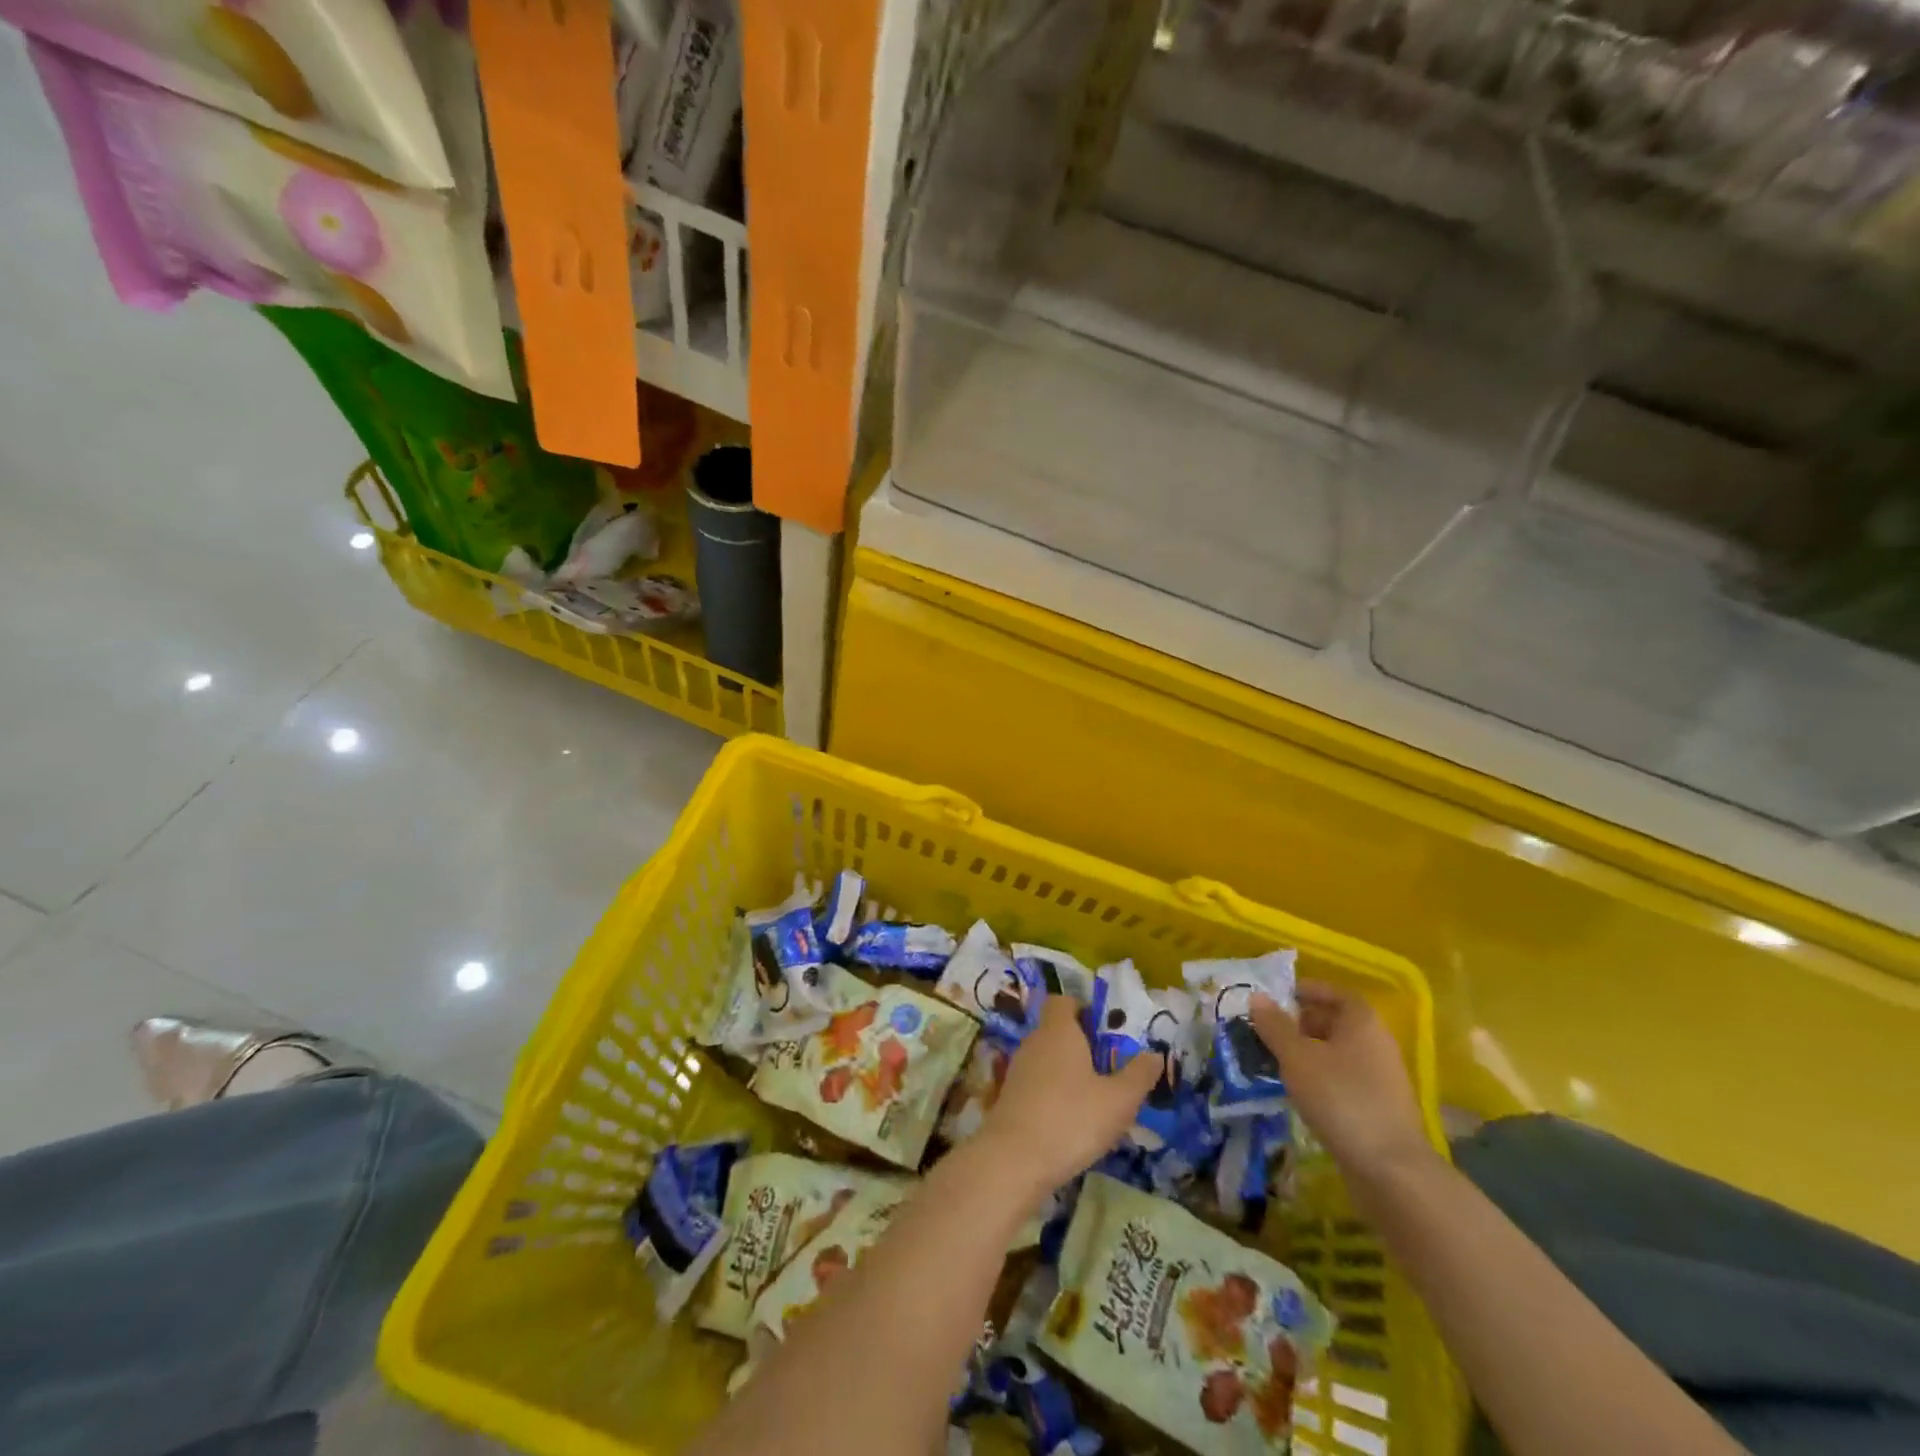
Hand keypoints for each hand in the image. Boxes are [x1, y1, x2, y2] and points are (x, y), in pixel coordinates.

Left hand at [975, 995, 1161, 1194]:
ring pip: (1048, 1059)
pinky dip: (1054, 1094)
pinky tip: (1072, 1122)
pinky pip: (1038, 1083)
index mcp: (1059, 1030)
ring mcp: (1018, 1069)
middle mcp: (1034, 1041)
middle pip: (1058, 1031)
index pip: (1063, 1001)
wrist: (1014, 1160)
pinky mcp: (1010, 1097)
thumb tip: (1154, 1054)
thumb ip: (1139, 1075)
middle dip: (1083, 1046)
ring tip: (1097, 1100)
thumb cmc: (1071, 1119)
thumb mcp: (1119, 1100)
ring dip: (1069, 1073)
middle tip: (1111, 1070)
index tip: (1106, 1032)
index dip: (1083, 1009)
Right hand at [1251, 982, 1433, 1182]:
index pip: (1336, 993)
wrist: (1390, 1169)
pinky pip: (1344, 1078)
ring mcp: (1381, 1078)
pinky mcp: (1378, 1107)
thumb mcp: (1297, 1057)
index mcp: (1363, 1022)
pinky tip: (1298, 1090)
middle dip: (1302, 1021)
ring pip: (1339, 1052)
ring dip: (1308, 1051)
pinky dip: (1320, 1076)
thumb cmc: (1340, 1098)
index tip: (1279, 996)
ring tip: (1276, 1059)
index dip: (1308, 990)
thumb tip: (1257, 996)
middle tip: (1269, 1028)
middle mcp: (1377, 1043)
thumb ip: (1275, 1025)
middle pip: (1337, 1022)